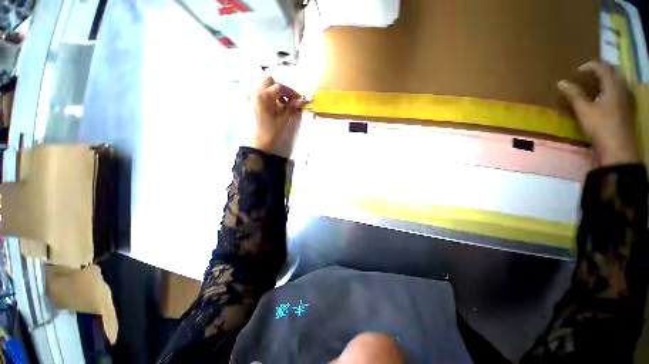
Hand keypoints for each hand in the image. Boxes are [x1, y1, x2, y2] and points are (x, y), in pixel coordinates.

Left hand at [247, 77, 306, 157]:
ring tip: (281, 104)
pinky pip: (258, 93)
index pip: (280, 87)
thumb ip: (292, 107)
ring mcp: (249, 97)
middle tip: (289, 100)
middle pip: (270, 82)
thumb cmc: (270, 133)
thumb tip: (302, 100)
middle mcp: (254, 92)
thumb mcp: (283, 120)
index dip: (291, 92)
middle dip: (281, 89)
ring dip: (274, 91)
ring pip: (263, 86)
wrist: (256, 145)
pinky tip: (272, 106)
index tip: (298, 99)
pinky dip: (267, 95)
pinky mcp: (248, 103)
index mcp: (263, 96)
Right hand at [558, 60, 639, 166]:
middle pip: (613, 71)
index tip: (578, 71)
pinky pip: (621, 90)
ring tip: (596, 84)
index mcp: (613, 86)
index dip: (590, 65)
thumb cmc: (600, 127)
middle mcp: (623, 88)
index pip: (602, 67)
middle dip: (600, 69)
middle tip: (588, 74)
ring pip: (619, 80)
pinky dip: (612, 88)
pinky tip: (606, 96)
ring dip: (607, 78)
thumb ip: (574, 95)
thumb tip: (561, 82)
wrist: (618, 148)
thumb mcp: (584, 110)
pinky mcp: (628, 108)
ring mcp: (628, 98)